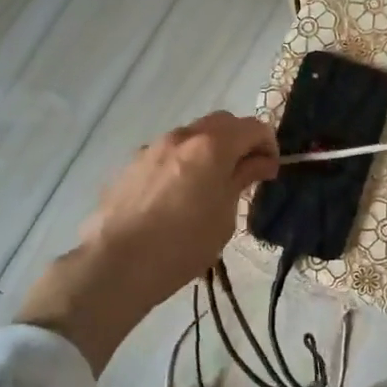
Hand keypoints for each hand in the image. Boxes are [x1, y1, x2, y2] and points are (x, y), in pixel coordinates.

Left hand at [80, 111, 279, 294]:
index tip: (270, 171)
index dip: (268, 145)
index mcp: (212, 146)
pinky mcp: (131, 164)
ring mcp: (152, 147)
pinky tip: (176, 195)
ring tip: (209, 185)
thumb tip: (259, 162)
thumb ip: (242, 180)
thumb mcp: (225, 216)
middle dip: (239, 140)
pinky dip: (182, 162)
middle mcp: (183, 136)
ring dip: (209, 150)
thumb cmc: (182, 244)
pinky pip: (167, 153)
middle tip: (245, 172)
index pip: (253, 127)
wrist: (116, 264)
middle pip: (222, 122)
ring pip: (191, 135)